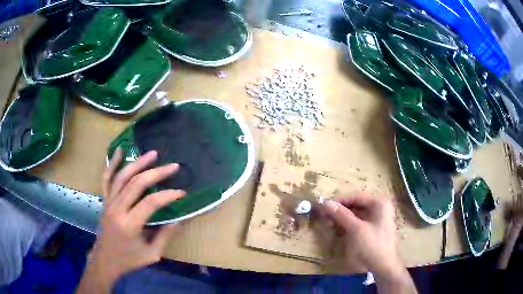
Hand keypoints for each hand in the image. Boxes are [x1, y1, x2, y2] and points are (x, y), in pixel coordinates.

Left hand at [77, 148, 185, 293]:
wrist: (105, 259)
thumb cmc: (129, 259)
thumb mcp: (152, 254)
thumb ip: (165, 236)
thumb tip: (178, 219)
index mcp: (129, 224)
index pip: (151, 202)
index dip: (168, 195)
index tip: (182, 192)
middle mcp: (117, 209)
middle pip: (137, 183)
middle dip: (157, 173)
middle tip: (173, 166)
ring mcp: (109, 202)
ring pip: (123, 176)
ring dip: (138, 163)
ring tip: (153, 154)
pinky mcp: (105, 200)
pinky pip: (107, 178)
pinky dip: (112, 163)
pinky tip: (120, 150)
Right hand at [323, 193, 416, 293]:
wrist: (385, 266)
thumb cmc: (373, 245)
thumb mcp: (356, 229)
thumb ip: (341, 215)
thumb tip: (325, 203)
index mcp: (379, 203)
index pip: (356, 196)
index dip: (340, 200)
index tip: (324, 205)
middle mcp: (379, 208)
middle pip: (357, 205)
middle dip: (341, 211)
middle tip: (325, 216)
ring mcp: (377, 220)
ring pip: (357, 215)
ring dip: (343, 218)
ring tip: (329, 224)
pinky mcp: (374, 230)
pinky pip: (359, 223)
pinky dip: (348, 225)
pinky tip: (339, 230)